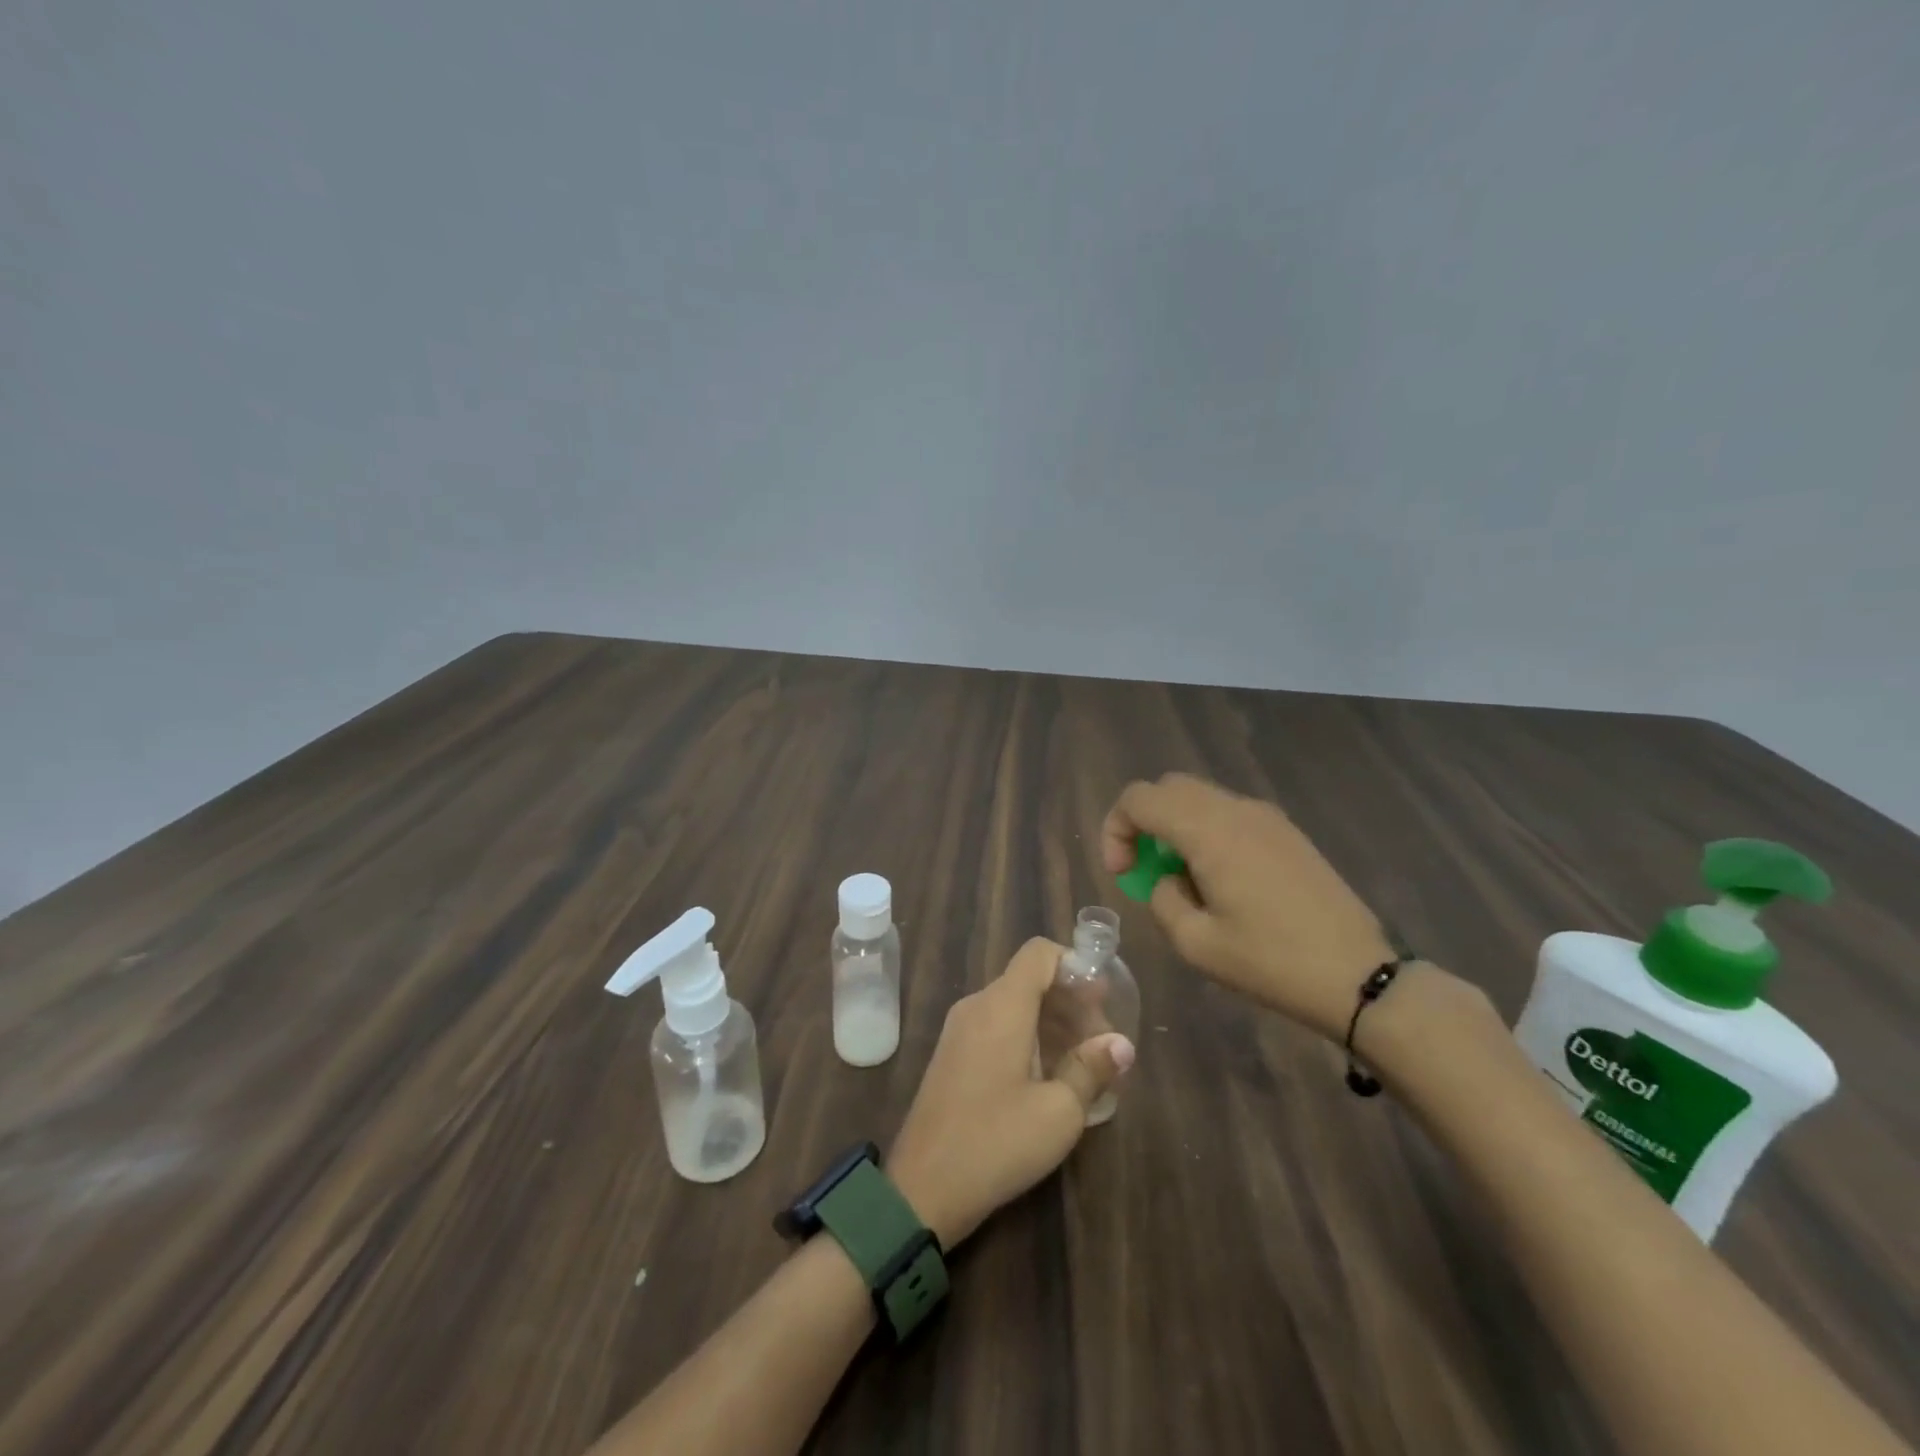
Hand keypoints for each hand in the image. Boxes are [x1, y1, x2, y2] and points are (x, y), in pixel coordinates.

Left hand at [887, 938, 1133, 1247]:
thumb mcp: (1058, 1112)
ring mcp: (959, 1029)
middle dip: (1070, 1001)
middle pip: (1029, 979)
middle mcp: (977, 1005)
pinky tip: (1048, 1075)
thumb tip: (1121, 1043)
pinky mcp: (952, 1054)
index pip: (1039, 953)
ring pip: (1014, 1004)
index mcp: (1002, 1006)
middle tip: (1102, 1042)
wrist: (921, 1188)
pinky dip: (1027, 1036)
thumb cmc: (996, 1143)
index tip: (1102, 1000)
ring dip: (1051, 1022)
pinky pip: (996, 1025)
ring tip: (1083, 1062)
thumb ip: (1091, 1069)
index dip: (1075, 965)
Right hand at [1101, 773, 1395, 1039]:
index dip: (1115, 829)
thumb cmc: (1271, 962)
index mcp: (1209, 832)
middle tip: (1144, 869)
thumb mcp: (1196, 943)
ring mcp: (1266, 817)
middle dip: (1143, 822)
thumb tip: (1167, 879)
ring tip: (1182, 878)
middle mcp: (1236, 810)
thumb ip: (1163, 899)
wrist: (1357, 975)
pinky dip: (1206, 831)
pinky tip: (1219, 879)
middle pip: (1168, 788)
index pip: (1139, 798)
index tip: (1123, 873)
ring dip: (1175, 826)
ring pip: (1200, 797)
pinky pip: (1229, 813)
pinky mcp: (1286, 832)